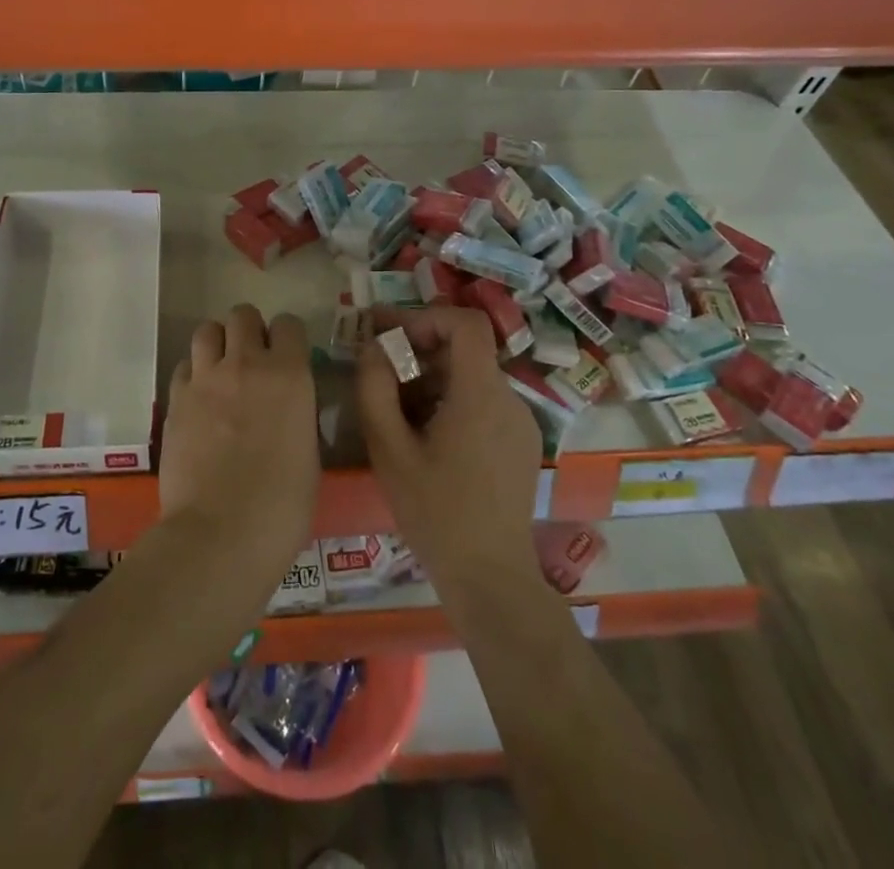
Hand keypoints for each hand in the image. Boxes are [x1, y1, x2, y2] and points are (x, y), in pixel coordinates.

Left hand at [159, 304, 319, 624]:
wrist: (221, 534)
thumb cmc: (282, 505)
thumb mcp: (309, 454)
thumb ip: (298, 415)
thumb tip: (289, 408)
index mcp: (289, 374)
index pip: (288, 324)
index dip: (288, 338)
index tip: (288, 357)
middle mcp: (246, 364)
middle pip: (242, 314)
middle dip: (249, 330)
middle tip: (252, 360)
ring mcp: (205, 379)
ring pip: (206, 330)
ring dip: (217, 344)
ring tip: (221, 370)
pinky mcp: (175, 399)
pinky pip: (184, 366)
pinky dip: (193, 374)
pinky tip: (199, 399)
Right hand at [355, 306, 542, 596]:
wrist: (490, 577)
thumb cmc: (436, 512)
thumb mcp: (390, 449)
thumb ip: (375, 389)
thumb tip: (372, 347)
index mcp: (481, 394)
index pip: (466, 323)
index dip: (426, 317)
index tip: (392, 337)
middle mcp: (510, 398)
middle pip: (465, 349)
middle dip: (419, 350)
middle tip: (380, 370)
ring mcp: (521, 420)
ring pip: (472, 375)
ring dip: (432, 377)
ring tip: (397, 410)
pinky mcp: (521, 441)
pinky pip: (483, 400)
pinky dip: (451, 399)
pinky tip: (426, 435)